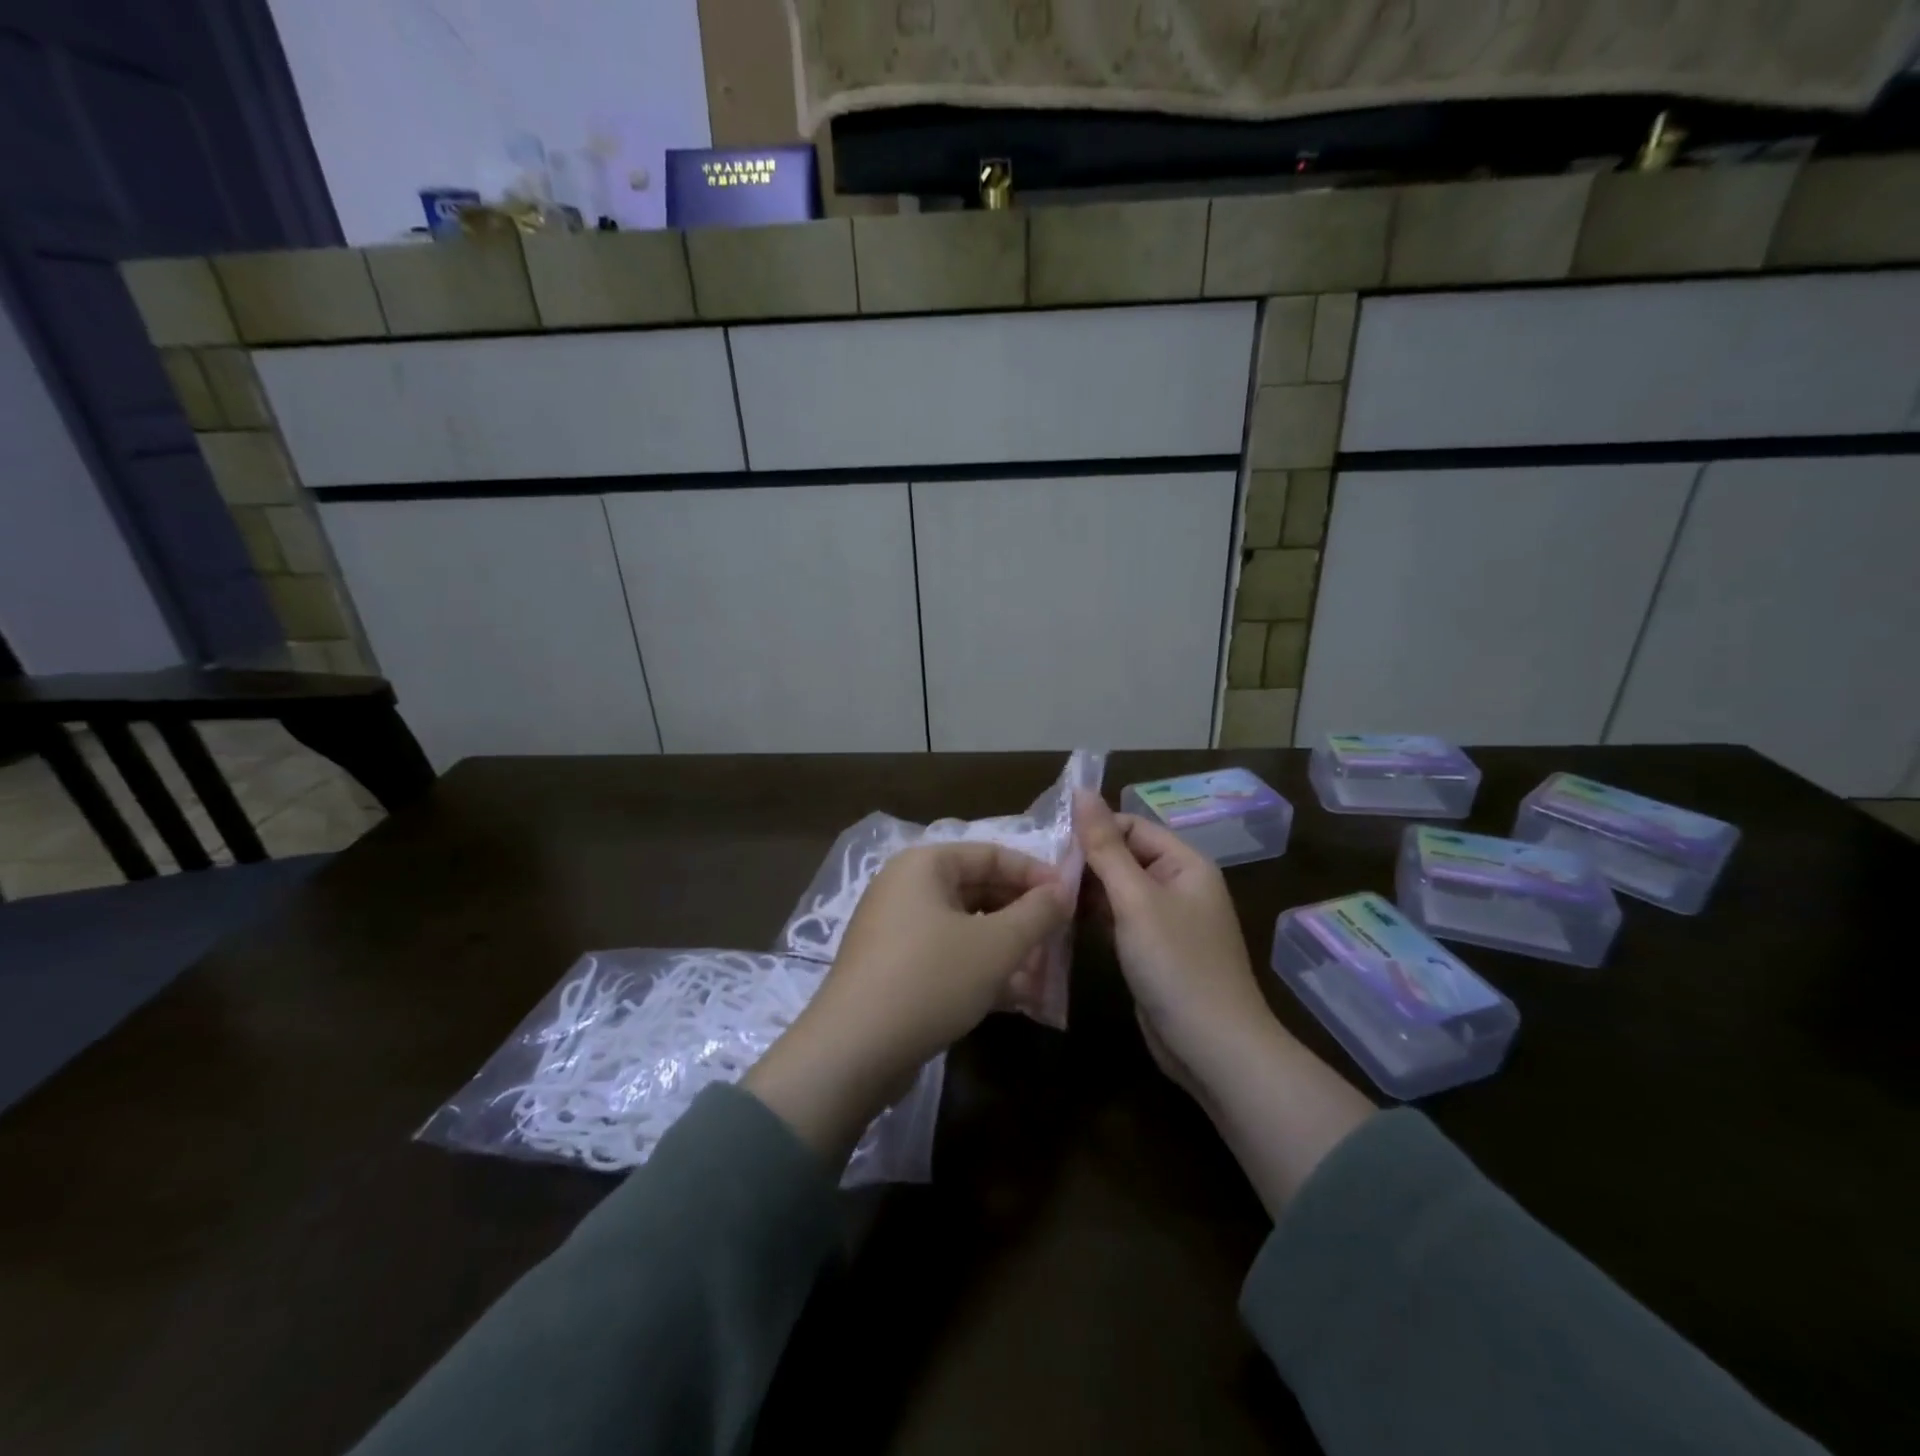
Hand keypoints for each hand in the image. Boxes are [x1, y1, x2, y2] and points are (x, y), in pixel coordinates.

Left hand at [745, 843, 1069, 1166]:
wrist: (854, 1051)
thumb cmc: (931, 979)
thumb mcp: (996, 945)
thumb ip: (1037, 913)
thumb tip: (1065, 888)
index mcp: (925, 865)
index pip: (992, 854)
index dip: (1035, 874)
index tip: (1071, 898)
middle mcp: (906, 888)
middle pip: (979, 890)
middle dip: (1023, 916)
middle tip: (1061, 939)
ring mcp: (897, 930)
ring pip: (966, 928)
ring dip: (1007, 948)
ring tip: (1045, 973)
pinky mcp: (895, 970)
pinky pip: (948, 957)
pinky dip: (981, 970)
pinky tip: (1017, 997)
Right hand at [1074, 789, 1374, 1216]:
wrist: (1213, 1048)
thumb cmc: (1176, 964)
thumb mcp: (1136, 900)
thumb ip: (1105, 847)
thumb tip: (1082, 792)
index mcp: (1185, 864)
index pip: (1131, 826)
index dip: (1093, 828)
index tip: (1047, 839)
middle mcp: (1178, 885)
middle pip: (1124, 856)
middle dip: (1085, 860)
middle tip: (1035, 867)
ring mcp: (1166, 920)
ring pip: (1118, 889)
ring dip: (1085, 888)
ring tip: (1040, 889)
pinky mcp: (1153, 949)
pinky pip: (1119, 919)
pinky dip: (1094, 915)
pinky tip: (1061, 917)